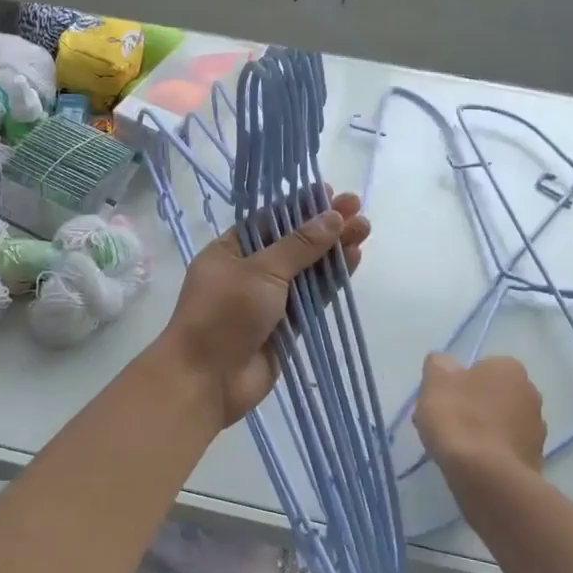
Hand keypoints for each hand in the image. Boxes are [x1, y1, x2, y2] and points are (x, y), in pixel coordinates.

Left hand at [158, 190, 370, 425]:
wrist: (207, 380)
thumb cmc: (224, 314)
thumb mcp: (260, 271)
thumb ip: (299, 245)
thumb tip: (332, 217)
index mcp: (229, 251)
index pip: (269, 220)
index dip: (300, 207)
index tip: (329, 192)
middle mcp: (248, 272)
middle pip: (292, 243)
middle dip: (324, 227)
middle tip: (358, 210)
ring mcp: (268, 301)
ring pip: (306, 270)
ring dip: (333, 251)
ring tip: (365, 230)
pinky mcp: (286, 326)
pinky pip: (312, 298)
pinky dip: (331, 281)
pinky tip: (353, 261)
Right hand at [415, 353, 547, 482]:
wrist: (487, 476)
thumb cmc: (459, 419)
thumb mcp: (436, 382)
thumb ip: (438, 365)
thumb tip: (445, 363)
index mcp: (510, 368)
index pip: (480, 367)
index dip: (458, 383)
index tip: (441, 400)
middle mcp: (531, 392)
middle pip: (491, 395)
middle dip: (470, 406)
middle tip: (444, 423)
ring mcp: (537, 428)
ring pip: (499, 422)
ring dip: (481, 430)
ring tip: (454, 448)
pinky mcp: (535, 459)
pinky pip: (505, 448)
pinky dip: (490, 452)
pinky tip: (471, 464)